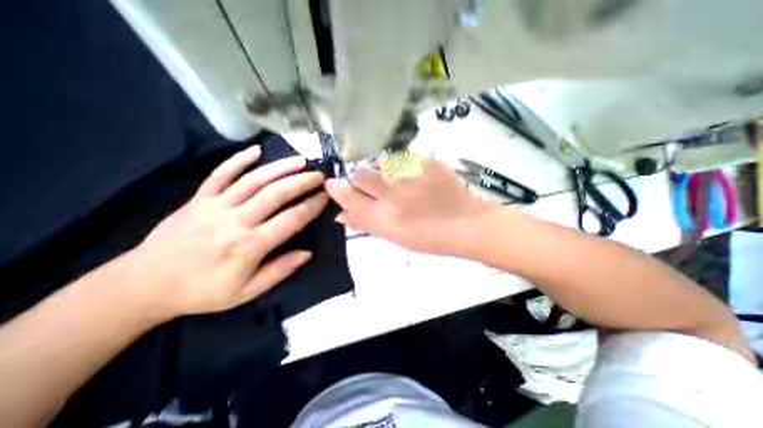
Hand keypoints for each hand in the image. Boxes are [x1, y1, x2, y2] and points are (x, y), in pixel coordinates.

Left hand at [125, 145, 327, 319]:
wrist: (144, 285)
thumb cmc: (203, 291)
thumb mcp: (246, 291)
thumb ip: (279, 271)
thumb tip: (307, 253)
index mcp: (249, 246)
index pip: (291, 220)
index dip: (312, 206)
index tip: (326, 196)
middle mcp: (236, 221)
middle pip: (276, 194)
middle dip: (302, 182)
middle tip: (320, 175)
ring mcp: (215, 206)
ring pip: (254, 180)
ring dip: (280, 168)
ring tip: (300, 161)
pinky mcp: (199, 199)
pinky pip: (220, 175)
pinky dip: (238, 160)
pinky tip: (256, 150)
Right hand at [324, 159, 497, 254]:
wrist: (467, 224)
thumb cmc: (429, 238)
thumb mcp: (394, 237)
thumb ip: (365, 223)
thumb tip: (340, 214)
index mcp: (383, 216)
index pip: (347, 197)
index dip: (337, 189)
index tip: (332, 185)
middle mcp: (392, 192)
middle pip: (360, 173)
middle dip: (359, 179)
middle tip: (373, 187)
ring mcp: (410, 174)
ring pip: (380, 163)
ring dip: (381, 172)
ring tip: (398, 183)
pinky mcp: (426, 162)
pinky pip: (403, 159)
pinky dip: (403, 168)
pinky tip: (416, 179)